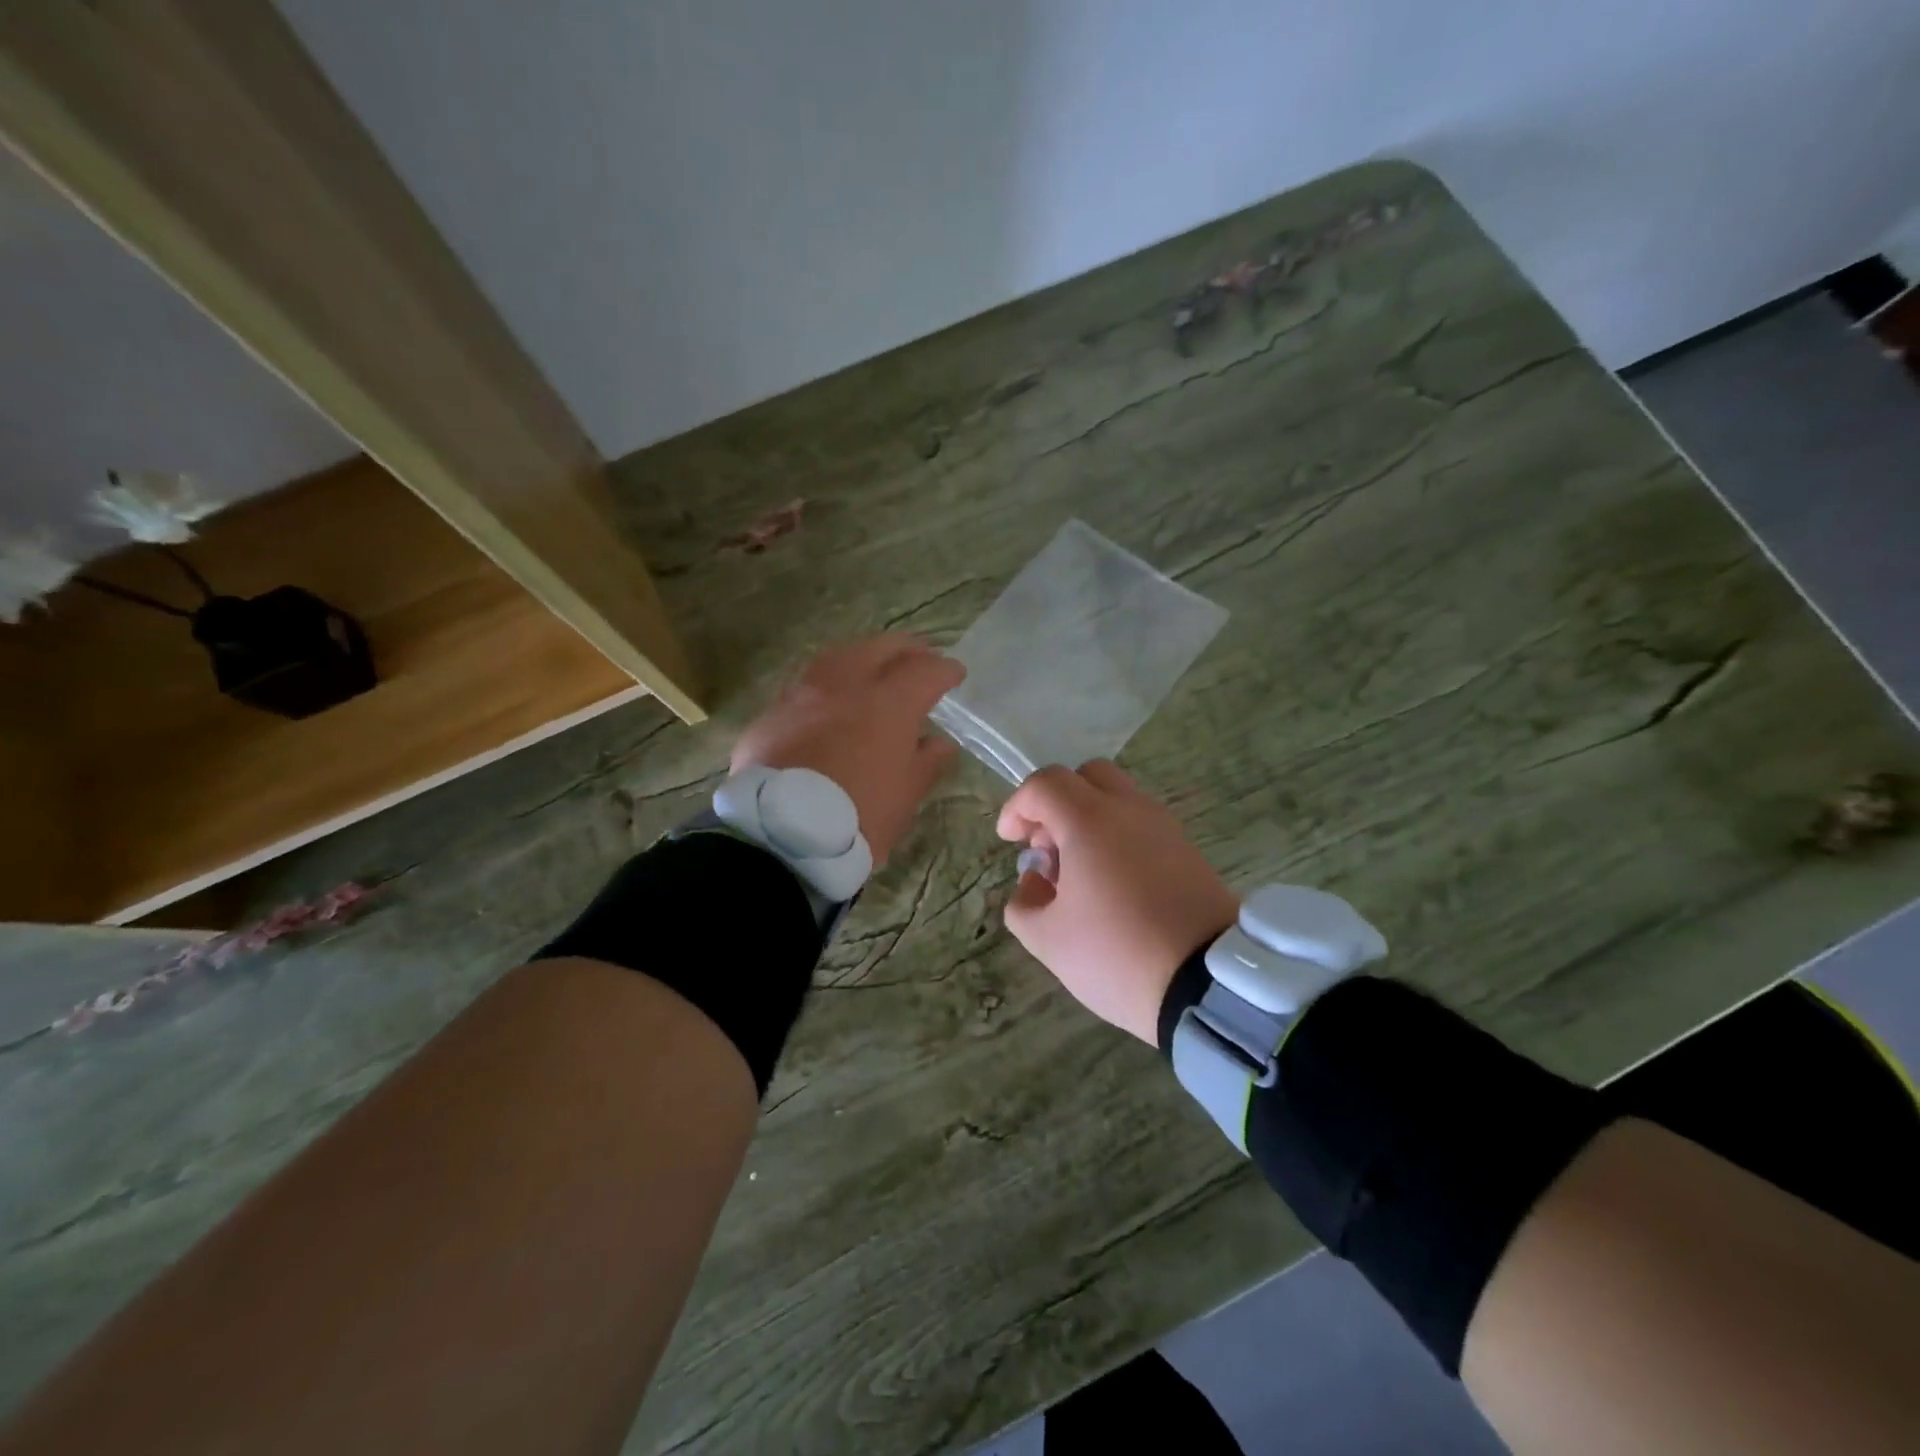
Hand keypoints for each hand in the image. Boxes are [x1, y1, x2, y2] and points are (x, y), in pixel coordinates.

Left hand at [732, 635, 964, 864]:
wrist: (780, 838)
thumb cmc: (858, 818)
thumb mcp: (905, 796)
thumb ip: (926, 763)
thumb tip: (939, 743)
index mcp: (887, 704)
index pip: (924, 671)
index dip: (944, 670)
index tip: (955, 674)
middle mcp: (843, 687)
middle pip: (878, 649)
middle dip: (905, 650)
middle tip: (919, 657)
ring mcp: (801, 697)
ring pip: (836, 659)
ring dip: (861, 659)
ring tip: (873, 671)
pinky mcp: (770, 717)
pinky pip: (805, 690)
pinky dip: (826, 689)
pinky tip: (829, 706)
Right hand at [997, 762, 1237, 1043]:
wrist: (1208, 982)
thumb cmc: (1116, 954)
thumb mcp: (1047, 940)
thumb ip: (1023, 903)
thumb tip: (1034, 881)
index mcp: (1090, 820)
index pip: (1045, 784)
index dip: (1017, 807)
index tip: (1010, 842)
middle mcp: (1129, 810)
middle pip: (1086, 775)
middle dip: (1056, 803)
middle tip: (1047, 847)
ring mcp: (1164, 827)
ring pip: (1117, 798)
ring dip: (1087, 820)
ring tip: (1078, 874)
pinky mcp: (1188, 850)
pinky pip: (1142, 824)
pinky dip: (1117, 837)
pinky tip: (1112, 886)